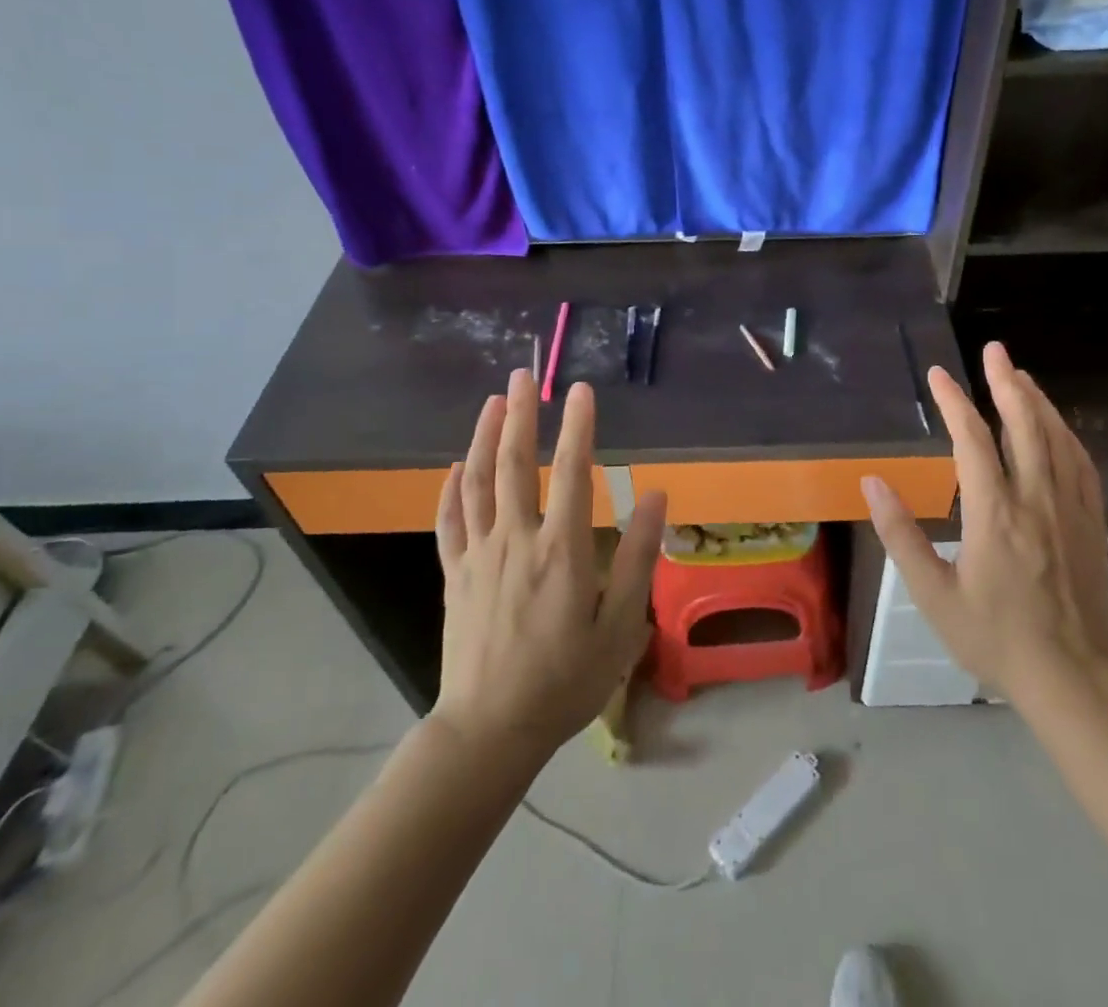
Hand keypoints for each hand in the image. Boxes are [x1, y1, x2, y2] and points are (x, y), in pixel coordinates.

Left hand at [431, 371, 667, 756]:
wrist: (490, 730)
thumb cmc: (565, 680)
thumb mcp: (620, 626)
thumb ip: (637, 558)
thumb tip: (658, 497)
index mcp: (560, 551)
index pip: (571, 472)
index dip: (577, 427)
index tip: (580, 390)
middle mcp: (516, 540)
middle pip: (514, 464)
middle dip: (520, 415)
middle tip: (523, 376)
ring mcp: (478, 555)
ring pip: (477, 483)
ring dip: (483, 437)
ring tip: (491, 402)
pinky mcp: (455, 575)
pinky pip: (449, 521)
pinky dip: (451, 488)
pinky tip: (454, 466)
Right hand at [862, 341, 1107, 707]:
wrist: (1073, 678)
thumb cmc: (995, 638)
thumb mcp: (933, 594)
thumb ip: (901, 535)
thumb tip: (873, 482)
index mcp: (995, 513)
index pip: (972, 440)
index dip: (954, 402)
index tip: (939, 374)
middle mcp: (1036, 499)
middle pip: (1024, 425)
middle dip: (1006, 382)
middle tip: (994, 350)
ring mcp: (1071, 509)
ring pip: (1056, 438)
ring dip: (1037, 401)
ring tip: (1021, 375)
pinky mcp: (1092, 523)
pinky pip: (1081, 465)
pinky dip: (1066, 434)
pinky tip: (1058, 427)